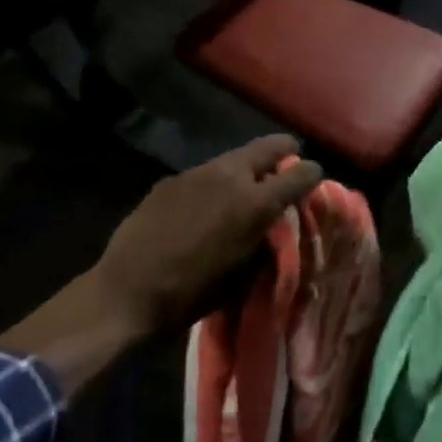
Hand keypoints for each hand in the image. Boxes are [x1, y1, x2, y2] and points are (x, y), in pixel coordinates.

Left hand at [92, 134, 323, 335]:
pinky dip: (216, 181)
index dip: (312, 174)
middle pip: (268, 147)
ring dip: (247, 167)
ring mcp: (198, 172)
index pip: (299, 174)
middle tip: (289, 158)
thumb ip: (263, 242)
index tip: (314, 176)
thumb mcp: (242, 276)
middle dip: (284, 150)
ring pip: (234, 157)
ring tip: (247, 184)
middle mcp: (231, 176)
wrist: (126, 291)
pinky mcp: (172, 179)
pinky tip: (205, 203)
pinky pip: (205, 173)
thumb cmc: (192, 294)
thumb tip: (272, 227)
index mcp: (255, 203)